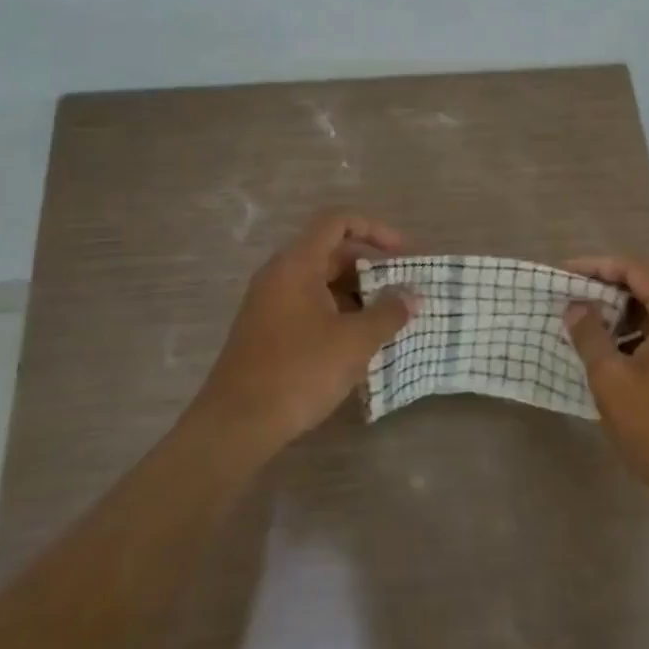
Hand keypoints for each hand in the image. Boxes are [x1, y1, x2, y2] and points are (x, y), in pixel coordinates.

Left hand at [191, 211, 417, 459]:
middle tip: (401, 289)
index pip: (337, 222)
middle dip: (370, 267)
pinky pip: (309, 306)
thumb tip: (412, 295)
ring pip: (320, 282)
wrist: (236, 425)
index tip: (403, 254)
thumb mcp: (354, 341)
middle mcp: (279, 275)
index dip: (374, 229)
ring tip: (387, 318)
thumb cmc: (299, 372)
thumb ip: (388, 313)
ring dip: (356, 294)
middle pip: (330, 252)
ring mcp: (269, 304)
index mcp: (297, 264)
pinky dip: (337, 313)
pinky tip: (358, 342)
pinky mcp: (267, 331)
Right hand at [563, 256, 648, 507]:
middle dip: (604, 289)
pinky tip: (605, 352)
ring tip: (579, 323)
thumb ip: (589, 334)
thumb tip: (576, 305)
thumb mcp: (612, 379)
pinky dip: (632, 335)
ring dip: (616, 314)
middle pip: (644, 287)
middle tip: (567, 297)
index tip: (562, 274)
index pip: (633, 270)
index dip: (595, 266)